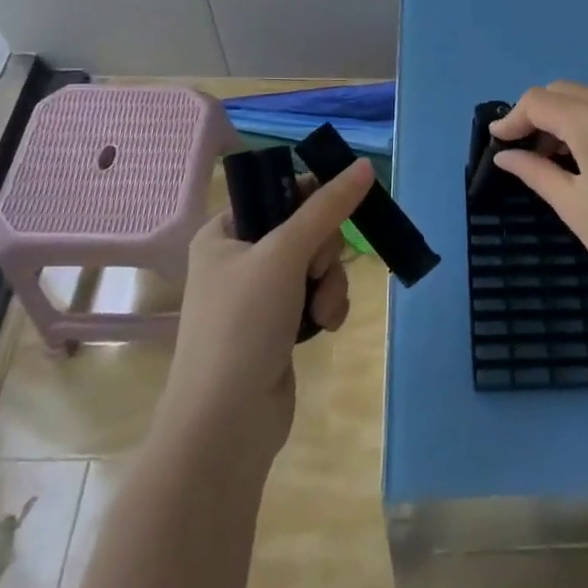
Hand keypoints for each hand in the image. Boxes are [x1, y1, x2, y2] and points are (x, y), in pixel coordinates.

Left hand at [159, 159, 370, 466]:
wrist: (225, 423)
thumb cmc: (243, 324)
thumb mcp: (285, 253)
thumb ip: (327, 207)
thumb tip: (364, 164)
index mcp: (223, 233)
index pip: (277, 194)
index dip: (312, 197)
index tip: (336, 210)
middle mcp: (238, 260)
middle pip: (304, 230)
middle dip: (323, 253)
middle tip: (316, 271)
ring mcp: (258, 297)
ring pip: (316, 266)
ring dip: (329, 284)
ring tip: (321, 311)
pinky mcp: (277, 328)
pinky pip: (315, 297)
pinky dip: (326, 307)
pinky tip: (324, 326)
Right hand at [491, 82, 587, 318]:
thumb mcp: (573, 207)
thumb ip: (535, 171)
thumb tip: (505, 155)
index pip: (540, 101)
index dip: (513, 118)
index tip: (499, 142)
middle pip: (567, 92)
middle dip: (540, 115)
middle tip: (526, 151)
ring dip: (570, 118)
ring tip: (560, 157)